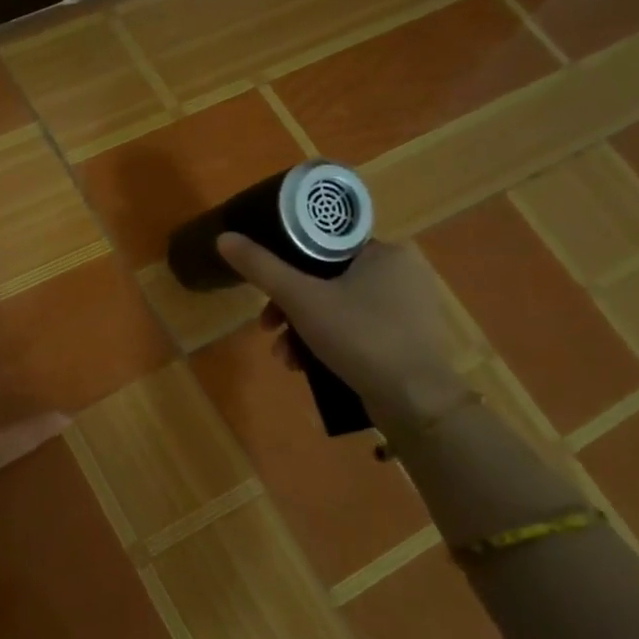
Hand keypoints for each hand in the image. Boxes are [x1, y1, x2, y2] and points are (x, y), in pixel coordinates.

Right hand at [214, 233, 467, 428]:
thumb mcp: (301, 299)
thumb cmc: (360, 337)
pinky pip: (353, 329)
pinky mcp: (404, 339)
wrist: (415, 401)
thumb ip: (261, 268)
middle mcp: (400, 273)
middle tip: (268, 330)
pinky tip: (307, 367)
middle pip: (324, 280)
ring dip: (301, 331)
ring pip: (335, 308)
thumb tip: (224, 237)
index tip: (264, 293)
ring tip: (286, 358)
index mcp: (383, 252)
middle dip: (288, 310)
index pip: (322, 246)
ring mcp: (405, 308)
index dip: (285, 267)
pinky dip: (326, 344)